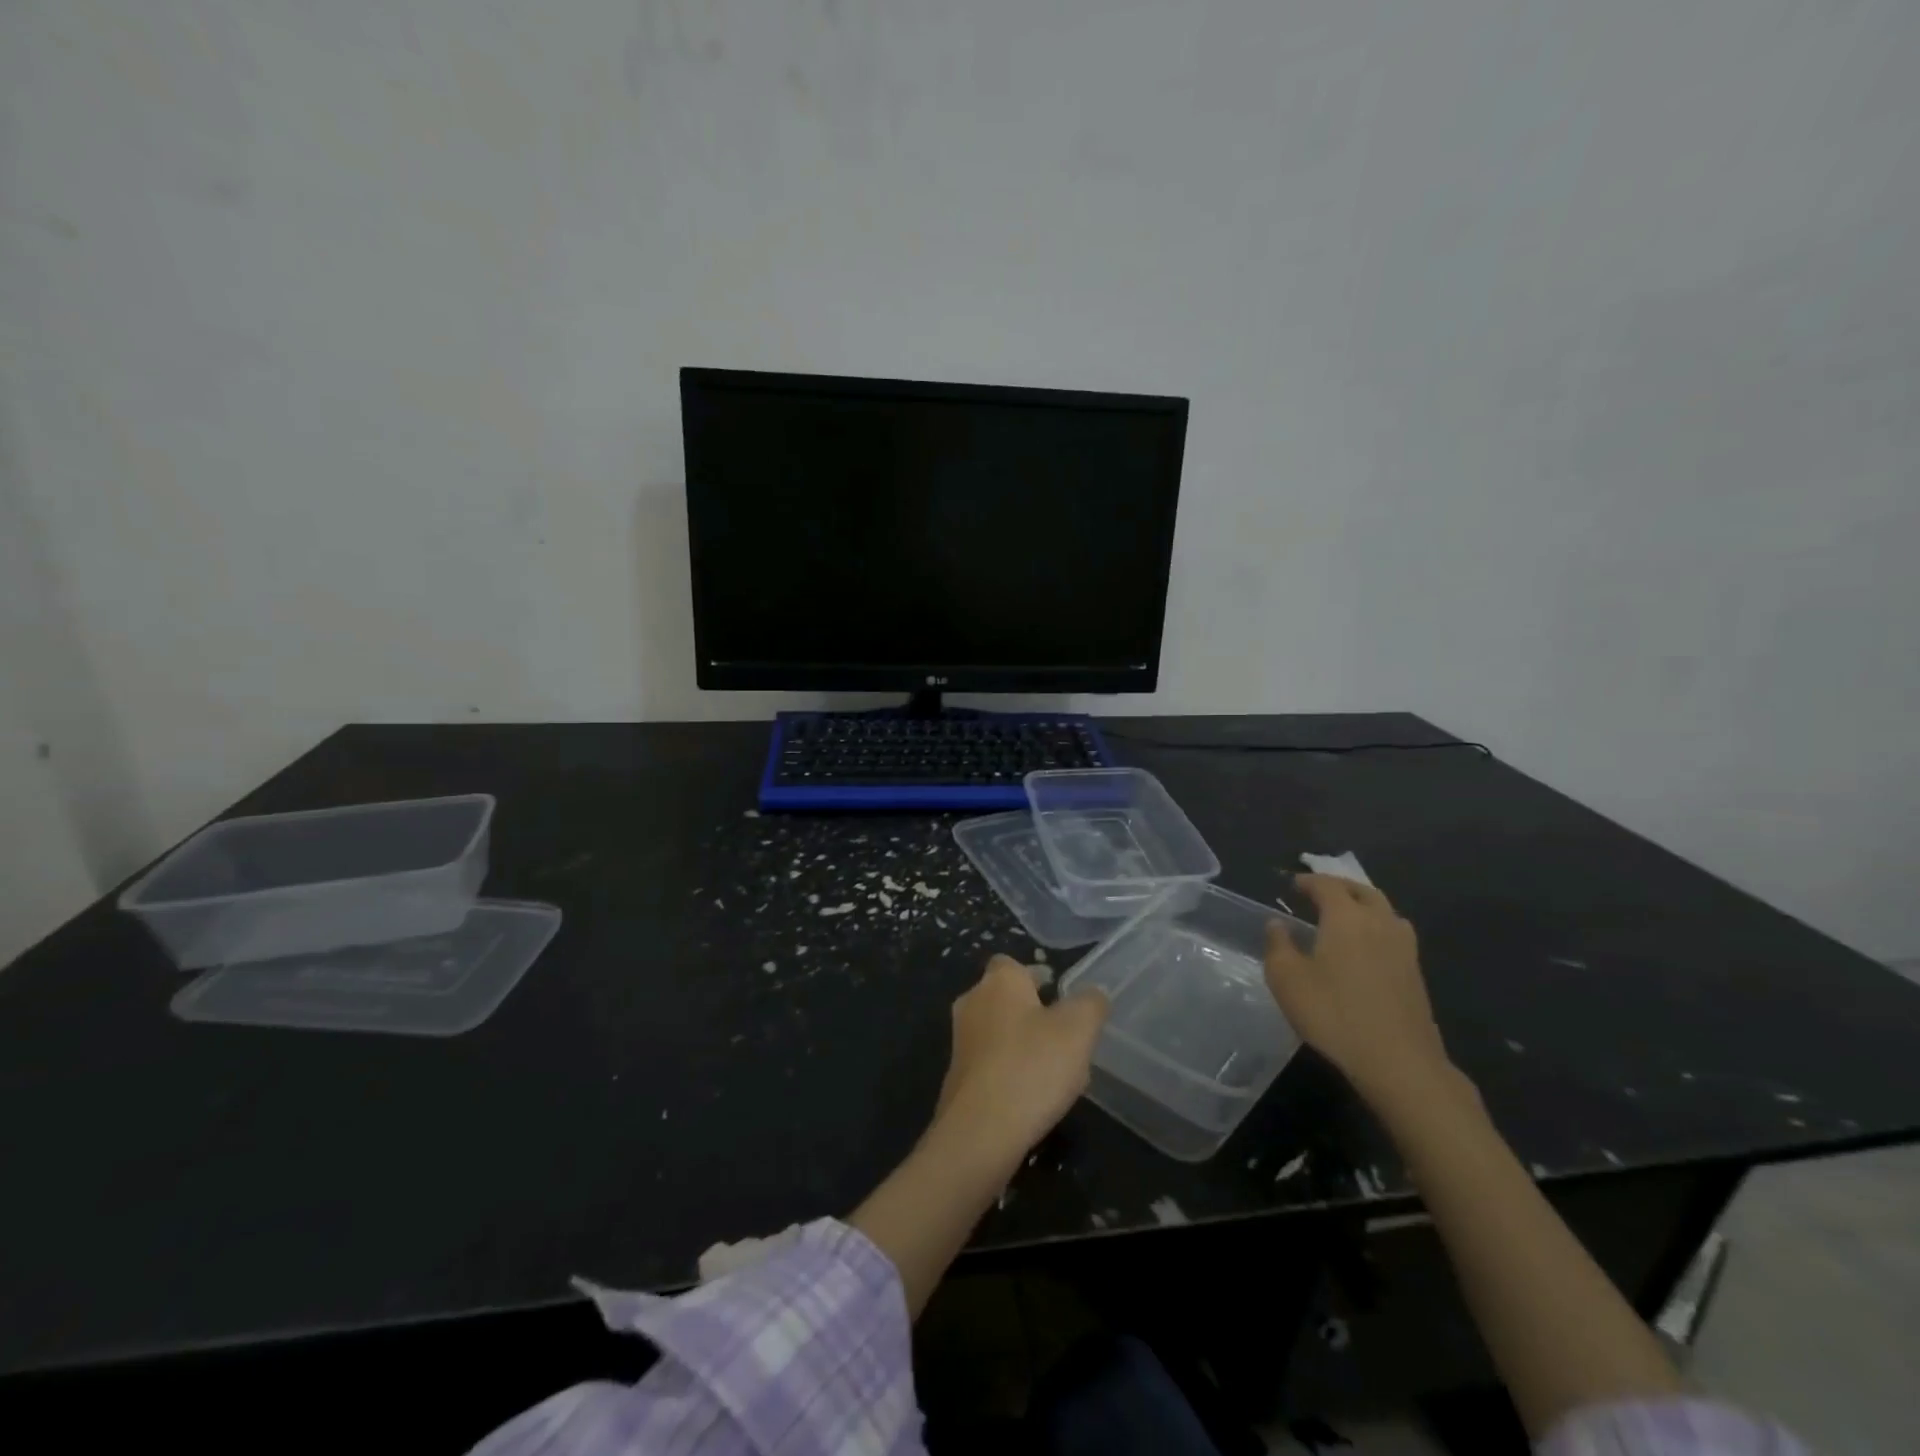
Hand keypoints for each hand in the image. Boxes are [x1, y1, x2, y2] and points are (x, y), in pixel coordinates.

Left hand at [934, 955, 1108, 1160]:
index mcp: (999, 981)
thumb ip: (1091, 1004)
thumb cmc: (1032, 1066)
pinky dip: (1012, 1072)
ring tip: (1059, 1073)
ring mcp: (960, 1041)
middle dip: (1034, 1014)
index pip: (1013, 964)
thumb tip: (1093, 994)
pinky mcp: (958, 1077)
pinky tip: (1035, 1098)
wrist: (980, 1131)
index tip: (1061, 996)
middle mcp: (972, 1002)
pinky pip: (991, 1064)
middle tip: (1067, 1037)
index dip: (1037, 976)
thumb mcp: (1079, 1029)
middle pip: (1007, 998)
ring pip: (1000, 1033)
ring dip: (1025, 1046)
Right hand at [1264, 875, 1453, 1106]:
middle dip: (1340, 887)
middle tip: (1319, 892)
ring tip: (1345, 916)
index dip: (1308, 881)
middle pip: (1362, 891)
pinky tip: (1365, 948)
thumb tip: (1277, 923)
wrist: (1399, 1062)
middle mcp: (1379, 923)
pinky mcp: (1416, 974)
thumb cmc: (1334, 1014)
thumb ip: (1278, 945)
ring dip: (1363, 905)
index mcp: (1346, 917)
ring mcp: (1404, 948)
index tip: (1292, 884)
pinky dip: (1377, 927)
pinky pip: (1394, 934)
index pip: (1327, 886)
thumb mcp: (1287, 979)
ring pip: (1385, 911)